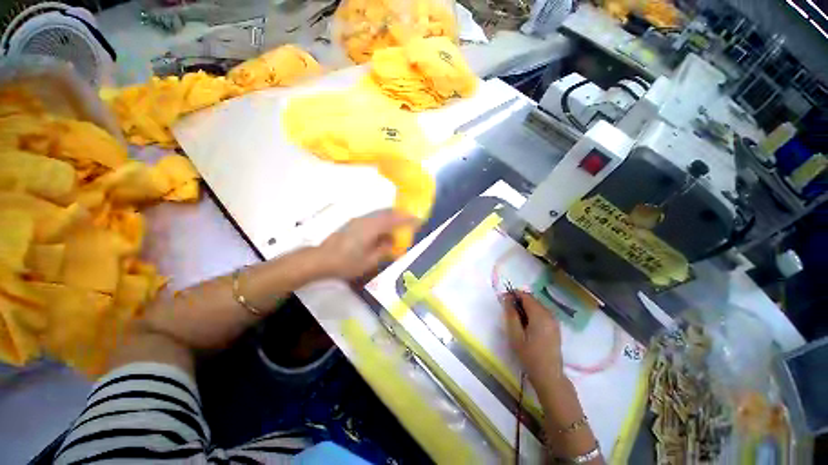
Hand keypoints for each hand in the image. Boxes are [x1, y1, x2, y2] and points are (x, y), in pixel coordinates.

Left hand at [315, 210, 418, 279]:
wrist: (321, 259)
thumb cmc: (346, 263)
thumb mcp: (369, 261)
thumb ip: (384, 249)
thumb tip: (393, 241)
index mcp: (372, 228)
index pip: (394, 220)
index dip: (407, 219)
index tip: (418, 220)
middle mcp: (366, 220)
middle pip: (387, 213)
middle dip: (401, 215)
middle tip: (411, 220)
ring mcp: (359, 220)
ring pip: (380, 214)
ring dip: (392, 217)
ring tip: (400, 224)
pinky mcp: (354, 223)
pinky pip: (374, 217)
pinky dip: (383, 220)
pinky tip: (384, 229)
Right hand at [503, 291, 565, 393]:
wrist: (549, 375)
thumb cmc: (529, 355)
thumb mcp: (515, 334)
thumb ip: (510, 314)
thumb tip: (506, 298)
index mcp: (540, 315)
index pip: (525, 295)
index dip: (513, 294)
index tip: (503, 299)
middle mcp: (549, 314)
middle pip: (532, 299)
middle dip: (518, 301)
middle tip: (507, 310)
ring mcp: (554, 320)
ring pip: (536, 305)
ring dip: (525, 307)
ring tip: (515, 319)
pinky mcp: (555, 327)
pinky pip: (541, 313)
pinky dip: (532, 313)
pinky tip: (526, 324)